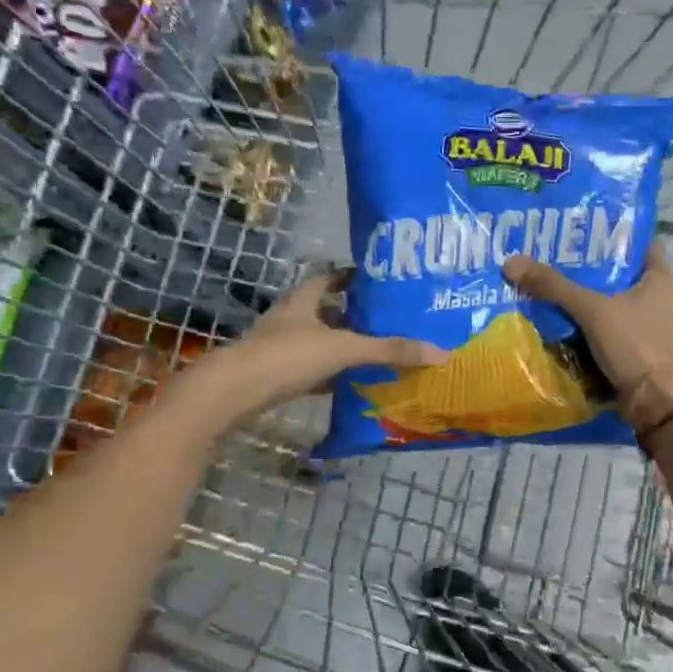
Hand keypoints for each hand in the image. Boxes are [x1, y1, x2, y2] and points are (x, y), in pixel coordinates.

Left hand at [221, 270, 445, 416]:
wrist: (232, 393)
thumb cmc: (287, 357)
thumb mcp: (344, 349)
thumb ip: (389, 350)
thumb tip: (440, 353)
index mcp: (304, 301)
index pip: (330, 279)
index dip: (352, 278)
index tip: (379, 282)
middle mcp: (291, 320)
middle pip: (326, 311)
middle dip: (354, 315)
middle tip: (388, 320)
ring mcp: (280, 348)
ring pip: (318, 342)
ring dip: (342, 346)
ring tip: (377, 351)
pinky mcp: (276, 376)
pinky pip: (310, 370)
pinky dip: (330, 375)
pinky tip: (350, 383)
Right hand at [503, 243, 672, 432]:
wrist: (656, 403)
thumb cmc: (636, 344)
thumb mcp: (593, 310)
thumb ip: (554, 286)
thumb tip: (511, 263)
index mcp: (659, 277)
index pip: (637, 242)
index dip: (610, 232)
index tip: (578, 227)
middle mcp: (656, 297)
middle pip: (617, 274)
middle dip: (586, 267)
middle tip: (549, 254)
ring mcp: (645, 325)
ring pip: (607, 303)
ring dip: (582, 298)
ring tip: (545, 282)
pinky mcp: (632, 349)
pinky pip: (603, 329)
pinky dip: (583, 325)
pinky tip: (555, 318)